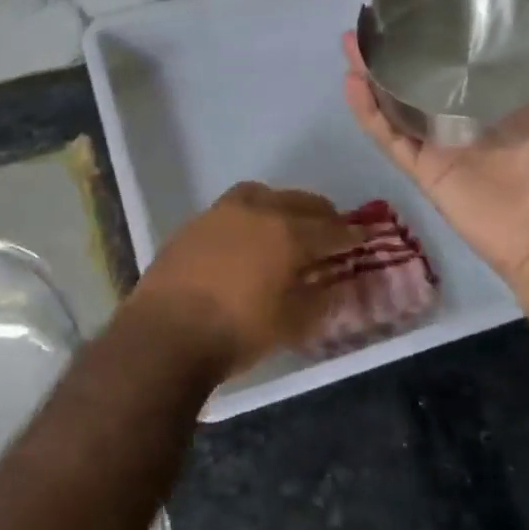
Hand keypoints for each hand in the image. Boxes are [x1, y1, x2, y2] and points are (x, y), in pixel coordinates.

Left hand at [123, 182, 353, 377]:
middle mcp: (257, 211)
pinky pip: (234, 209)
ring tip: (288, 226)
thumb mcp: (291, 325)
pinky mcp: (195, 223)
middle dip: (320, 215)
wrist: (165, 333)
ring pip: (263, 196)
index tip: (362, 238)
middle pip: (300, 203)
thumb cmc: (237, 332)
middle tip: (331, 231)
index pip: (331, 229)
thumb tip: (336, 285)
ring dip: (283, 206)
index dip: (350, 235)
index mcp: (287, 233)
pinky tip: (248, 238)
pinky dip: (251, 216)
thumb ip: (320, 300)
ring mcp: (222, 212)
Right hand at [343, 0, 528, 316]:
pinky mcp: (421, 167)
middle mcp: (464, 116)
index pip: (469, 58)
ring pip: (395, 101)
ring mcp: (438, 143)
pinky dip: (366, 111)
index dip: (449, 29)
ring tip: (351, 40)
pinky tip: (351, 81)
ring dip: (371, 72)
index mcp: (501, 101)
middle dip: (398, 47)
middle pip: (422, 75)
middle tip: (378, 16)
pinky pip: (387, 136)